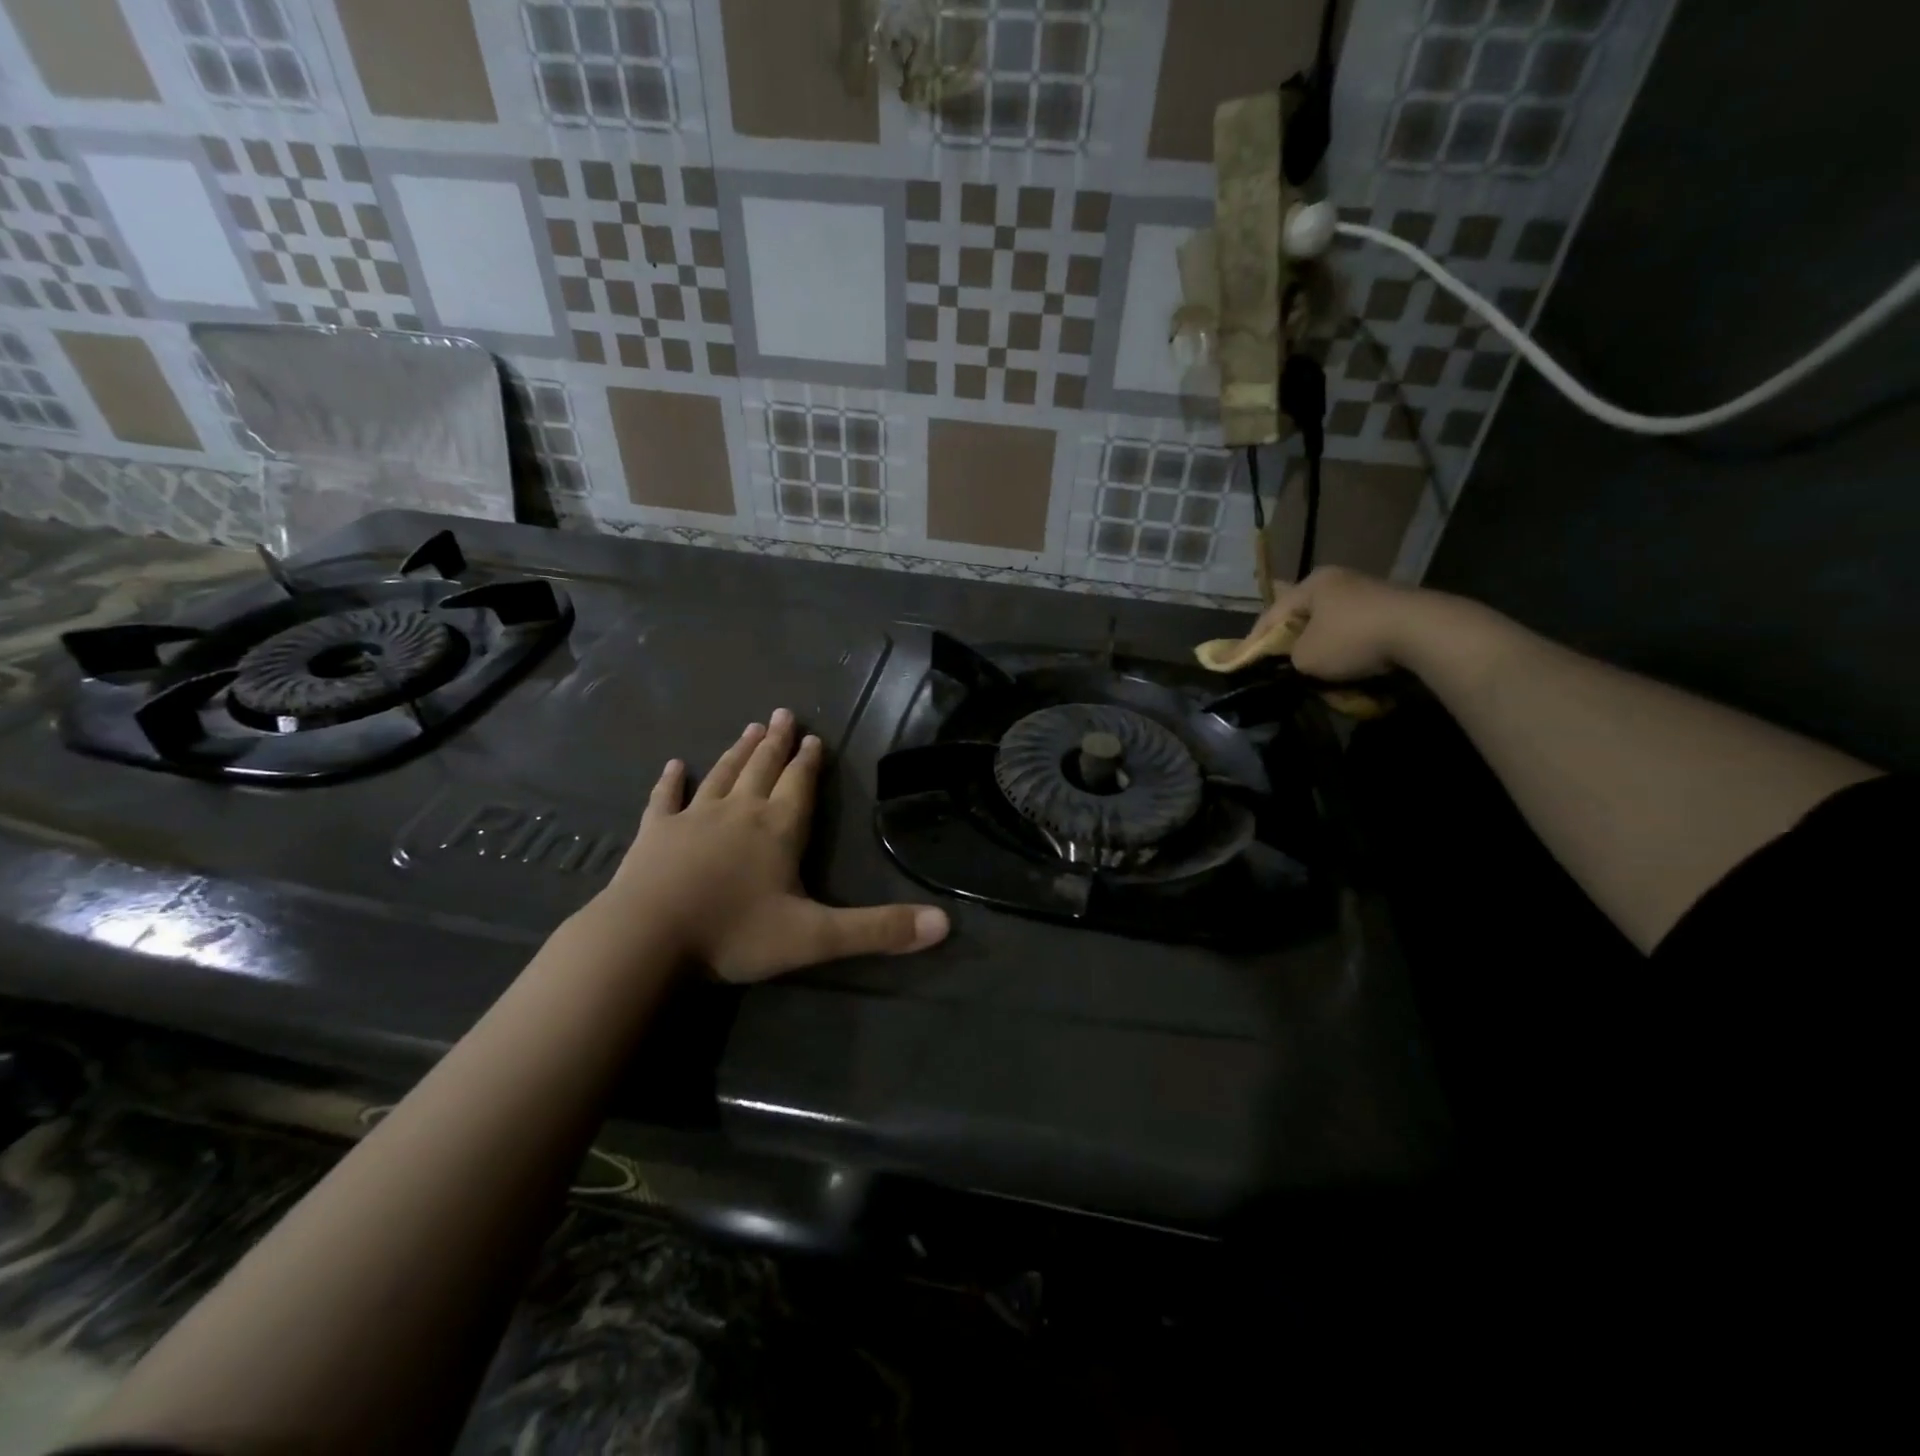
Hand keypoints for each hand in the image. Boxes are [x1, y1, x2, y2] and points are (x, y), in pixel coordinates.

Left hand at [590, 709, 949, 982]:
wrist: (647, 940)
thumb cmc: (735, 934)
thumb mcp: (816, 937)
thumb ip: (879, 930)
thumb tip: (945, 923)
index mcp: (778, 829)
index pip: (799, 785)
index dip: (809, 762)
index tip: (813, 736)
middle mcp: (738, 812)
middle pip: (762, 769)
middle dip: (776, 743)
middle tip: (782, 714)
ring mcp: (693, 819)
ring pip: (721, 775)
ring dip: (737, 752)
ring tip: (749, 728)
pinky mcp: (653, 834)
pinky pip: (664, 800)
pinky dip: (670, 782)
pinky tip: (673, 766)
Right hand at [1245, 567, 1419, 680]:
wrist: (1424, 632)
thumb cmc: (1352, 639)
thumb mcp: (1306, 658)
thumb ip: (1289, 658)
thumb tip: (1295, 660)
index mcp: (1312, 583)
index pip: (1271, 615)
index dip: (1254, 641)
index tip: (1242, 662)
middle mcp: (1339, 580)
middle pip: (1303, 615)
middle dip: (1290, 638)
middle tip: (1277, 660)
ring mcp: (1370, 591)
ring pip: (1332, 623)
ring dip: (1322, 644)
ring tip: (1314, 666)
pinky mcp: (1394, 608)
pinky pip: (1358, 630)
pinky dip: (1348, 647)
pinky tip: (1348, 664)